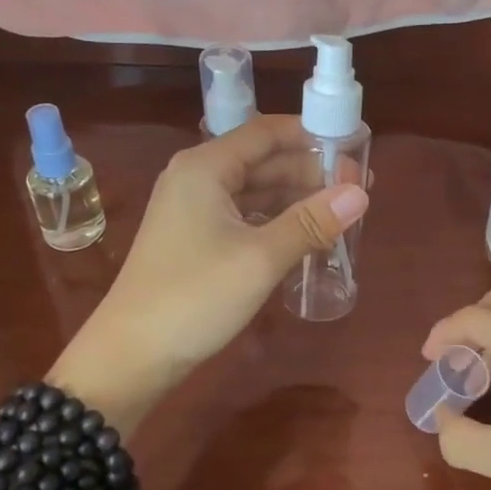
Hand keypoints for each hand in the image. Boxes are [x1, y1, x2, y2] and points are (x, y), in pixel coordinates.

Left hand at [51, 116, 367, 412]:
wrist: (129, 358)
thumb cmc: (194, 297)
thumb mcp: (260, 258)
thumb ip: (312, 221)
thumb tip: (361, 193)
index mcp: (206, 167)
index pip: (267, 132)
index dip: (312, 135)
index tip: (354, 147)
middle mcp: (197, 178)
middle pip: (263, 160)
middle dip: (310, 171)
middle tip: (358, 188)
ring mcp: (193, 209)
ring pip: (256, 190)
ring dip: (297, 198)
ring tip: (342, 212)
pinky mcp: (195, 238)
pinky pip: (244, 216)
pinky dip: (276, 220)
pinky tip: (307, 235)